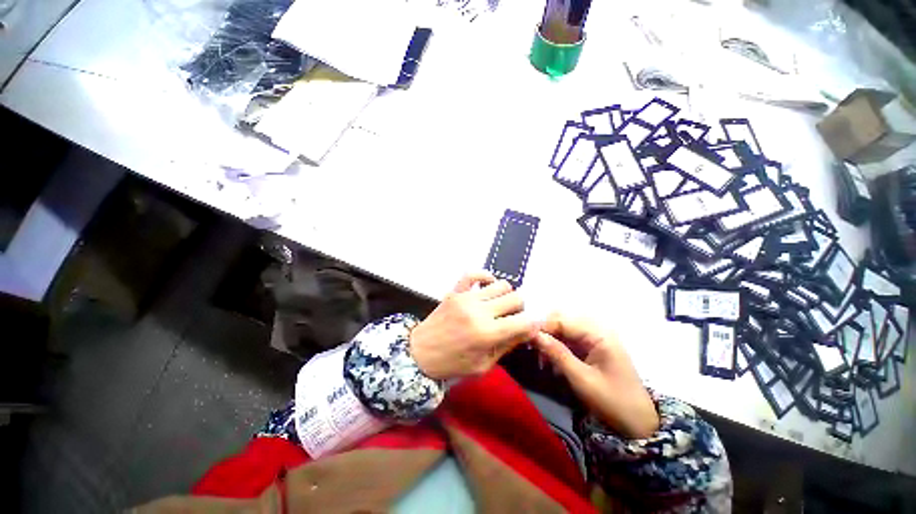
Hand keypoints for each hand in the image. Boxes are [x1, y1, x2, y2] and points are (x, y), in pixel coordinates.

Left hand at [409, 272, 538, 380]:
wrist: (419, 353)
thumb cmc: (452, 364)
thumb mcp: (483, 366)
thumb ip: (506, 346)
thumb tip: (527, 331)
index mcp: (487, 334)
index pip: (523, 321)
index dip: (533, 324)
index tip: (530, 328)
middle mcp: (479, 311)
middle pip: (516, 298)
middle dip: (520, 309)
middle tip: (512, 318)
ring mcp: (466, 298)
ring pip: (501, 284)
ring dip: (506, 295)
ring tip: (499, 305)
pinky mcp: (456, 291)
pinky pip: (473, 274)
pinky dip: (485, 276)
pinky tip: (487, 286)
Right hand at [534, 313, 658, 438]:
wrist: (638, 424)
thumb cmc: (612, 401)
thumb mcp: (581, 379)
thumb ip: (557, 353)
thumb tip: (533, 335)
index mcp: (598, 334)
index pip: (563, 320)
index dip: (543, 327)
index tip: (525, 338)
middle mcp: (596, 331)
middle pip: (562, 321)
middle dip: (545, 332)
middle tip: (533, 349)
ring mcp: (594, 339)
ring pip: (563, 330)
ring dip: (550, 340)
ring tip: (541, 359)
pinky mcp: (592, 348)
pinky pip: (569, 340)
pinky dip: (557, 348)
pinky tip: (551, 362)